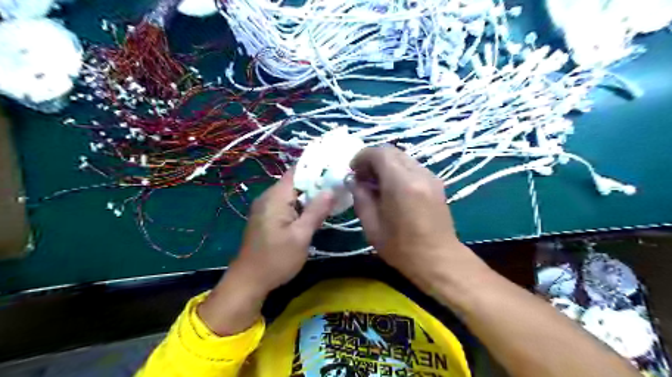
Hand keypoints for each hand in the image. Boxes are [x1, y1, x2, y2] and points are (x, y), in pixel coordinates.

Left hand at [199, 169, 335, 334]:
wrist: (249, 281)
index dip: (316, 169)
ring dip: (309, 196)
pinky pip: (286, 204)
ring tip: (331, 198)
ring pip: (291, 194)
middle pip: (295, 182)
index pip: (296, 172)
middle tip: (338, 186)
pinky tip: (314, 213)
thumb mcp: (301, 236)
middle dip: (316, 184)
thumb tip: (331, 190)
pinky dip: (300, 206)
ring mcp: (265, 208)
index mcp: (275, 197)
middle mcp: (268, 197)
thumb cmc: (276, 259)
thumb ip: (316, 211)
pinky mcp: (266, 218)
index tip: (334, 170)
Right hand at [352, 147, 476, 287]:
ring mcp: (430, 176)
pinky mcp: (437, 183)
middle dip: (373, 159)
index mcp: (401, 183)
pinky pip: (412, 167)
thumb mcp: (371, 225)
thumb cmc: (401, 247)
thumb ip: (360, 197)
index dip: (361, 157)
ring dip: (386, 165)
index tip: (353, 172)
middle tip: (363, 177)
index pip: (379, 153)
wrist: (438, 259)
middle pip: (392, 151)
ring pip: (403, 158)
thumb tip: (354, 181)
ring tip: (377, 184)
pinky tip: (393, 189)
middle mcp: (418, 173)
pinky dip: (398, 171)